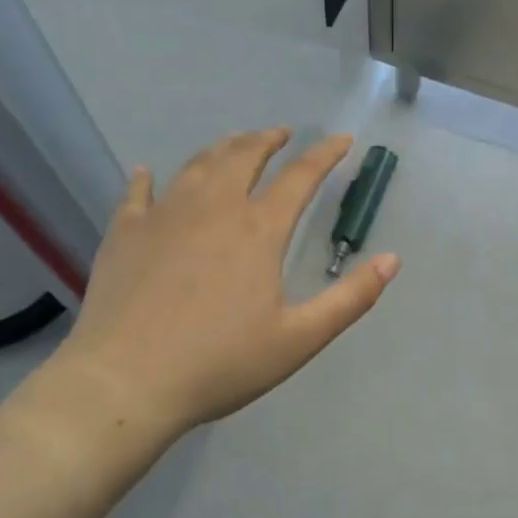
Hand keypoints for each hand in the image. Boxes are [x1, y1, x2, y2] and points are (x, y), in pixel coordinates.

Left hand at [33, 129, 398, 459]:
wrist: (124, 383)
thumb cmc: (220, 363)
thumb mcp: (299, 339)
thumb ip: (351, 299)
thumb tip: (393, 259)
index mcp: (259, 229)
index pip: (301, 176)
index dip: (325, 154)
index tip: (342, 140)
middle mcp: (214, 207)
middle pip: (244, 155)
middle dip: (268, 140)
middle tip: (281, 134)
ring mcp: (164, 215)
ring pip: (197, 165)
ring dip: (221, 148)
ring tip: (233, 144)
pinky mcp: (125, 233)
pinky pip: (137, 194)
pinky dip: (145, 179)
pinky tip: (145, 173)